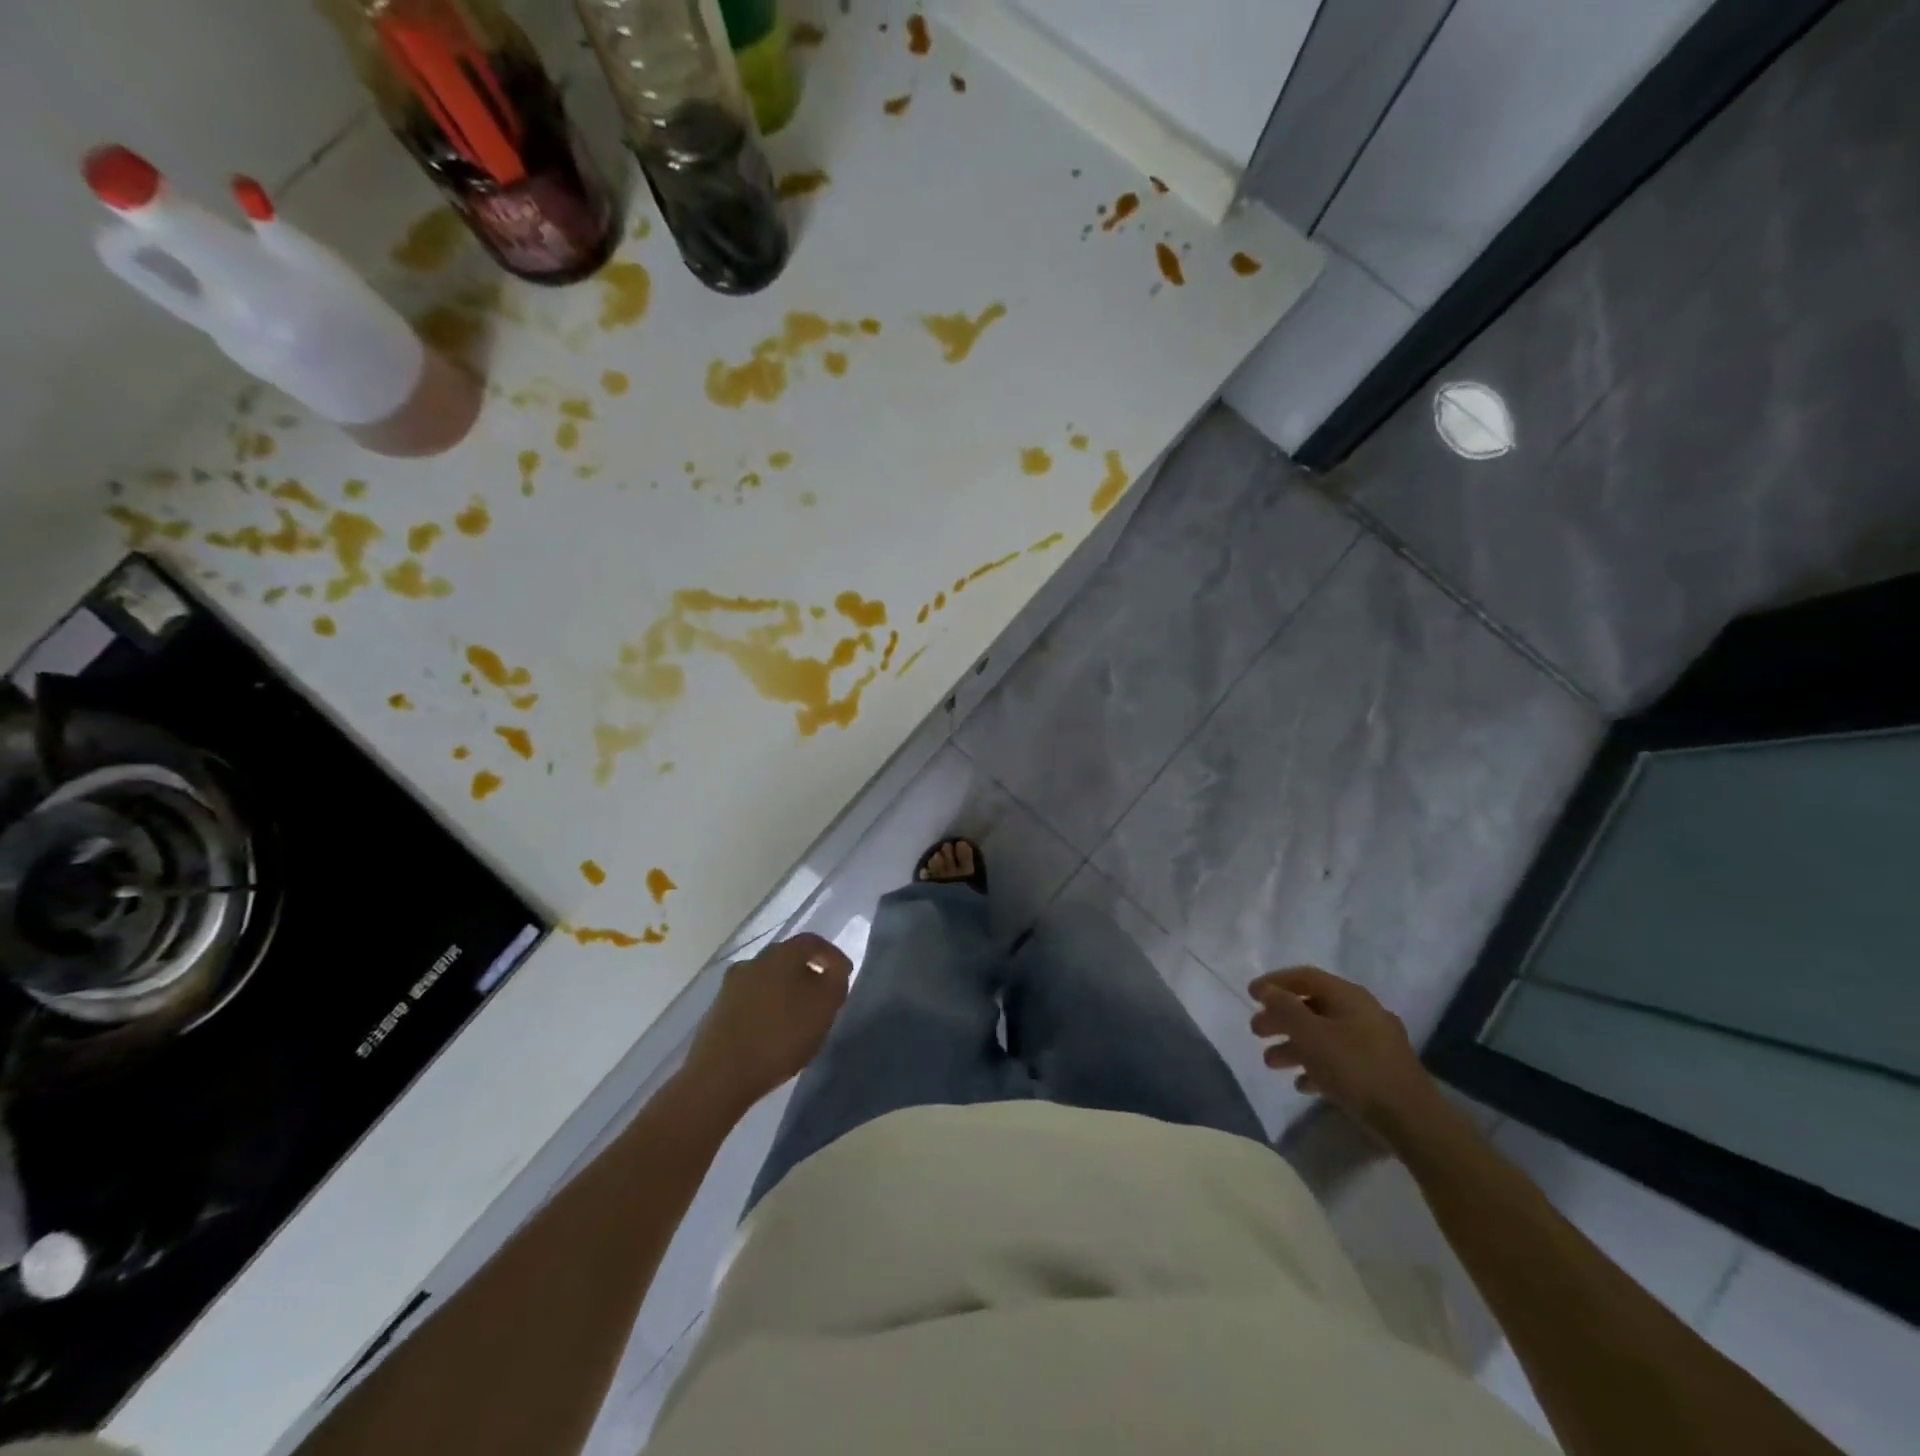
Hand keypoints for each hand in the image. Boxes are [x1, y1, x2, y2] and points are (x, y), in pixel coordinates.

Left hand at [683, 934, 851, 1114]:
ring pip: (768, 980)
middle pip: (788, 959)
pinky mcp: (717, 1010)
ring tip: (798, 1019)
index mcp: (782, 953)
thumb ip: (836, 982)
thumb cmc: (780, 1035)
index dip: (832, 956)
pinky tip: (773, 1032)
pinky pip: (751, 1001)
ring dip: (785, 993)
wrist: (720, 1075)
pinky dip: (766, 1009)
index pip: (813, 942)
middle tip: (822, 997)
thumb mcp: (825, 1007)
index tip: (844, 975)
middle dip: (808, 974)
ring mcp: (731, 985)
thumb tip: (835, 969)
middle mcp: (754, 960)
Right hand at [1248, 966, 1444, 1149]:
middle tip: (1256, 1031)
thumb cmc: (1355, 1068)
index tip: (1250, 994)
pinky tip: (1301, 1083)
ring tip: (1270, 1062)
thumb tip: (1268, 990)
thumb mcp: (1310, 1035)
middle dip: (1281, 1018)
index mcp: (1349, 996)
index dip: (1275, 982)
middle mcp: (1363, 1012)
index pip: (1305, 976)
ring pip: (1324, 1035)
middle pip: (1312, 1007)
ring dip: (1294, 1045)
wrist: (1412, 1120)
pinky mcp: (1379, 1070)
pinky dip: (1317, 1065)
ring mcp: (1374, 1042)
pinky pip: (1340, 1059)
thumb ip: (1284, 1008)